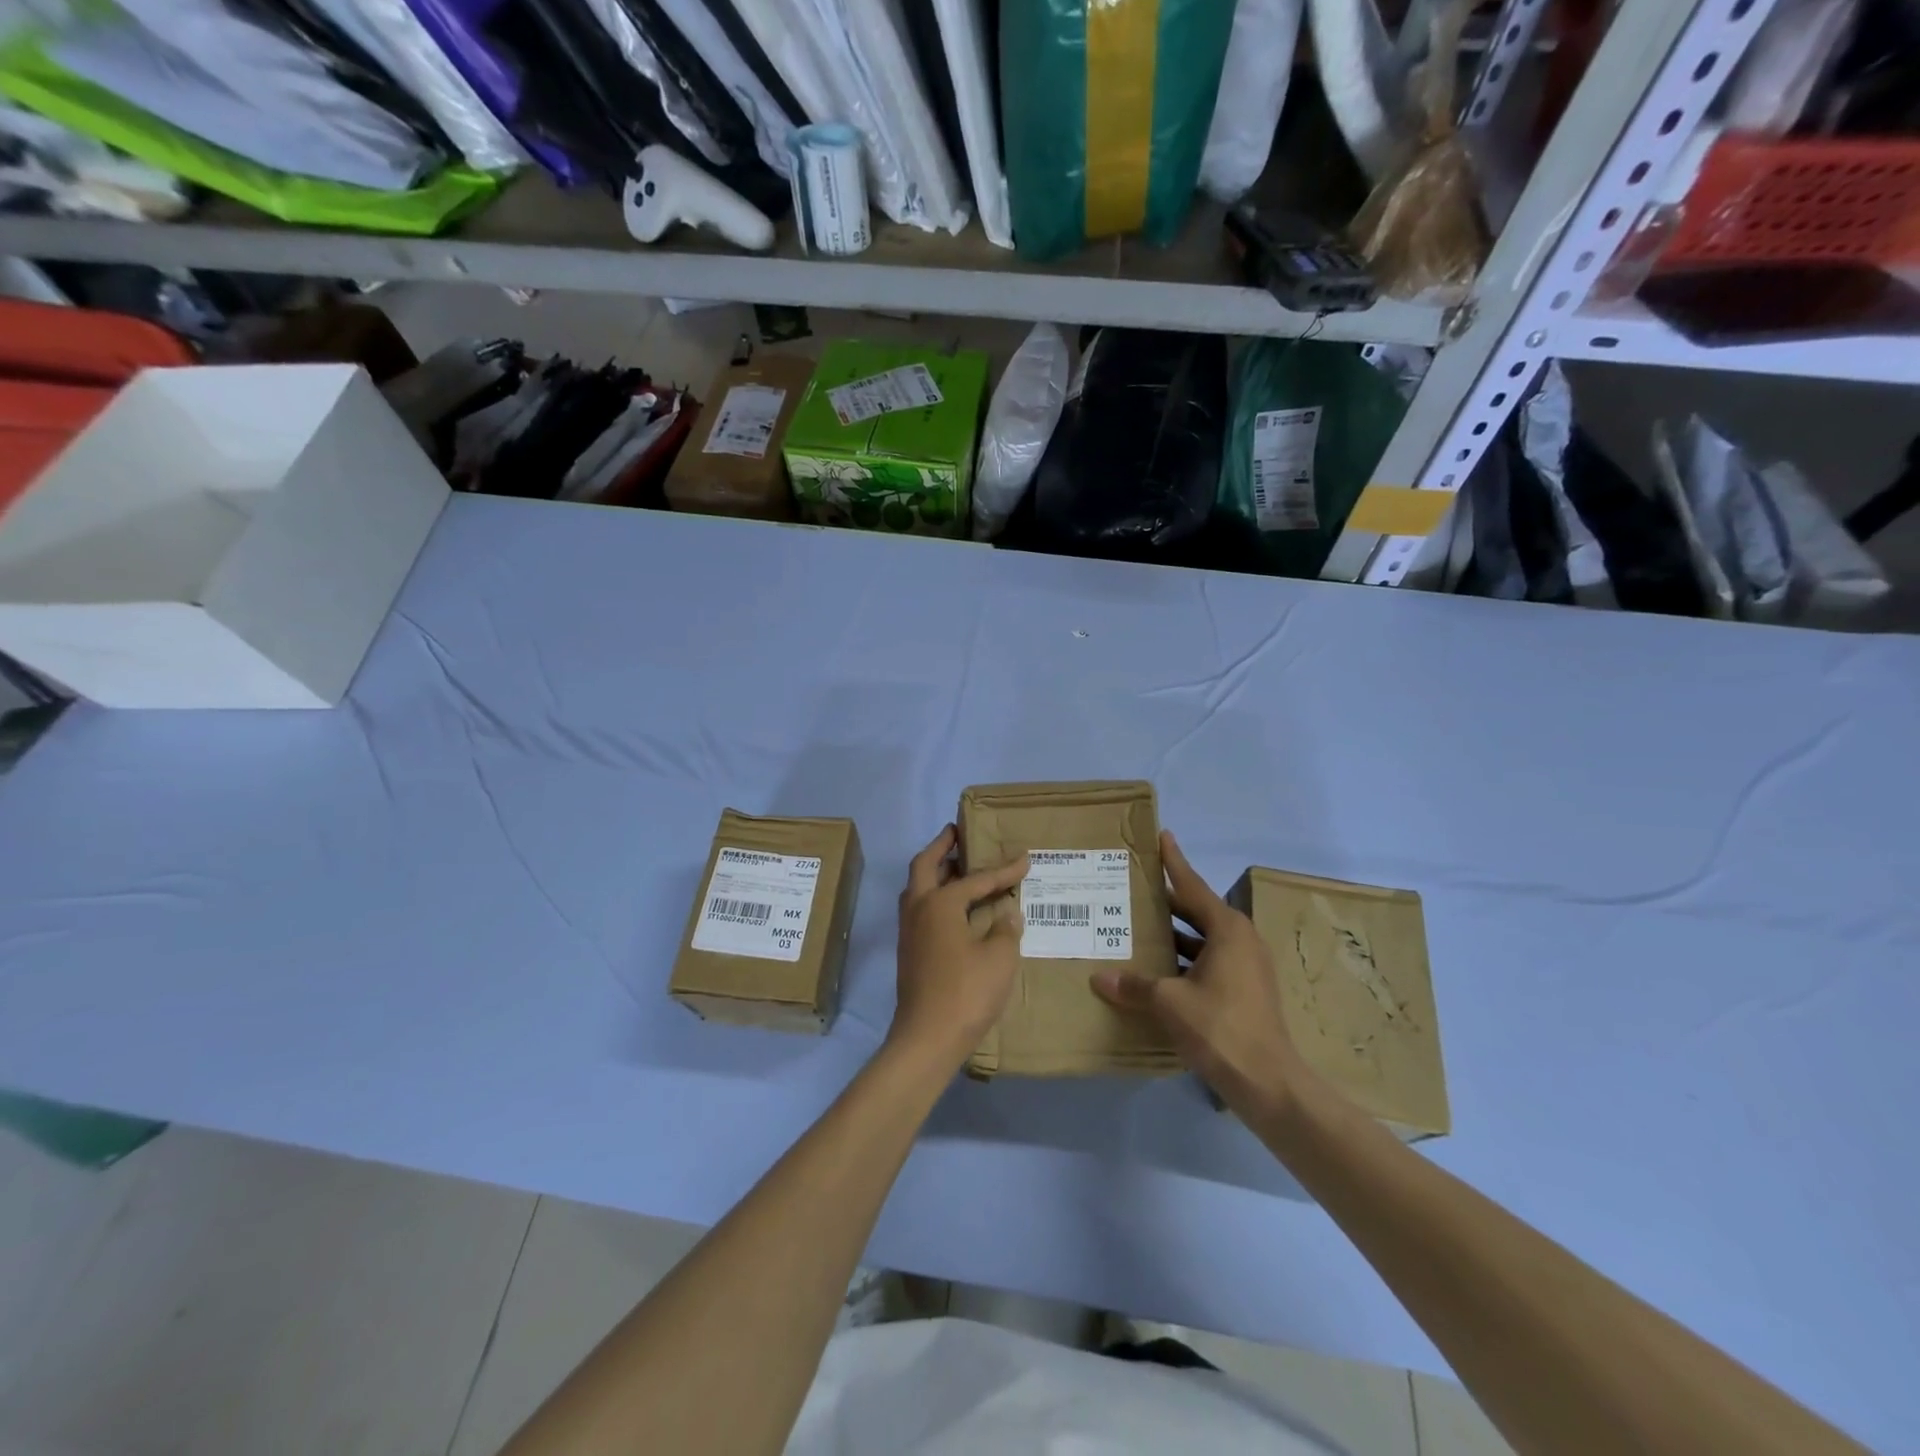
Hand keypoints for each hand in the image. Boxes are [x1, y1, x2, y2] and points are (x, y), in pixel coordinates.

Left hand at [889, 825, 1028, 1067]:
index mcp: (939, 903)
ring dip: (934, 871)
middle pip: (924, 866)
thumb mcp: (999, 958)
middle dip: (942, 847)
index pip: (975, 878)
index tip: (1024, 858)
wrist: (927, 1039)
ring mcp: (909, 931)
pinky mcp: (909, 951)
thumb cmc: (966, 993)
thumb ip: (1005, 930)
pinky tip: (955, 908)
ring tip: (957, 865)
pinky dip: (935, 896)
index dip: (1002, 870)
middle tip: (957, 832)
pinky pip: (921, 909)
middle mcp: (918, 909)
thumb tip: (1006, 914)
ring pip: (917, 888)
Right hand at [1091, 831, 1312, 1117]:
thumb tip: (1100, 978)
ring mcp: (1247, 967)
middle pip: (1197, 911)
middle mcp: (1240, 940)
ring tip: (1137, 929)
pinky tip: (1157, 971)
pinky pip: (1209, 961)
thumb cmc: (1221, 1028)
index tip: (1162, 836)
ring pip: (1202, 939)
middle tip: (1134, 889)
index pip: (1193, 885)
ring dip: (1174, 935)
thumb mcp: (1170, 1003)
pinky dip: (1184, 960)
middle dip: (1166, 902)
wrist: (1270, 1084)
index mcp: (1228, 930)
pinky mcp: (1246, 990)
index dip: (1173, 862)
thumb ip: (1134, 986)